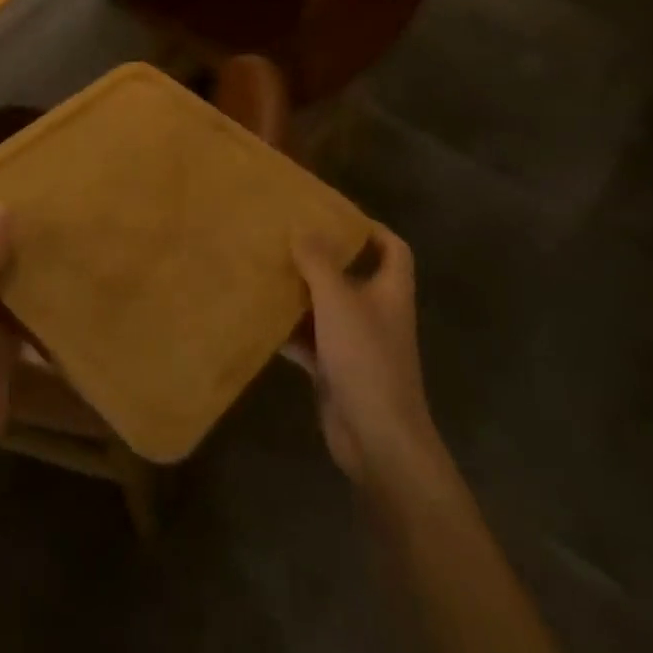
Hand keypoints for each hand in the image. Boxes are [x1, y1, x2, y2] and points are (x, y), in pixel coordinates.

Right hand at [289, 224, 447, 493]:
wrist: (377, 437)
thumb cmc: (366, 358)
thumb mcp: (338, 301)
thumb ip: (319, 262)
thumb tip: (302, 226)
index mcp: (390, 291)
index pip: (392, 248)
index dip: (370, 229)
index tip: (335, 215)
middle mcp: (376, 312)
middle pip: (352, 275)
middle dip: (321, 258)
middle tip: (285, 238)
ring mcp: (355, 342)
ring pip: (325, 307)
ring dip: (299, 292)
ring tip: (265, 269)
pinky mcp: (335, 368)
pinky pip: (309, 338)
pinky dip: (288, 328)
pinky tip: (259, 317)